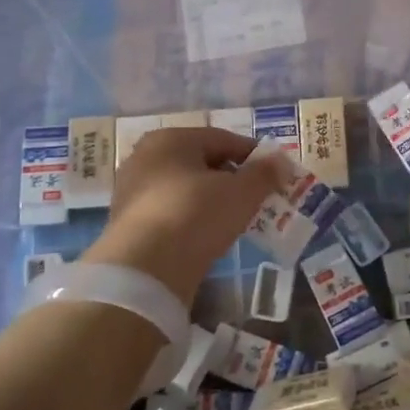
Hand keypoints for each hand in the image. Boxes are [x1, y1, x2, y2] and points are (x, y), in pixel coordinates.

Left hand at [84, 127, 277, 304]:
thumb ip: (264, 174)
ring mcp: (132, 190)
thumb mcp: (241, 193)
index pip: (222, 139)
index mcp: (171, 139)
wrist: (144, 270)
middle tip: (258, 197)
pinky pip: (171, 211)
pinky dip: (192, 218)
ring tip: (237, 218)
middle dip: (232, 178)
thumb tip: (281, 162)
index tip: (275, 172)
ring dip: (212, 199)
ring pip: (185, 188)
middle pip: (201, 162)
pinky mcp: (127, 222)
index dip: (253, 154)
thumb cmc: (196, 215)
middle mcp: (146, 157)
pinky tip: (209, 235)